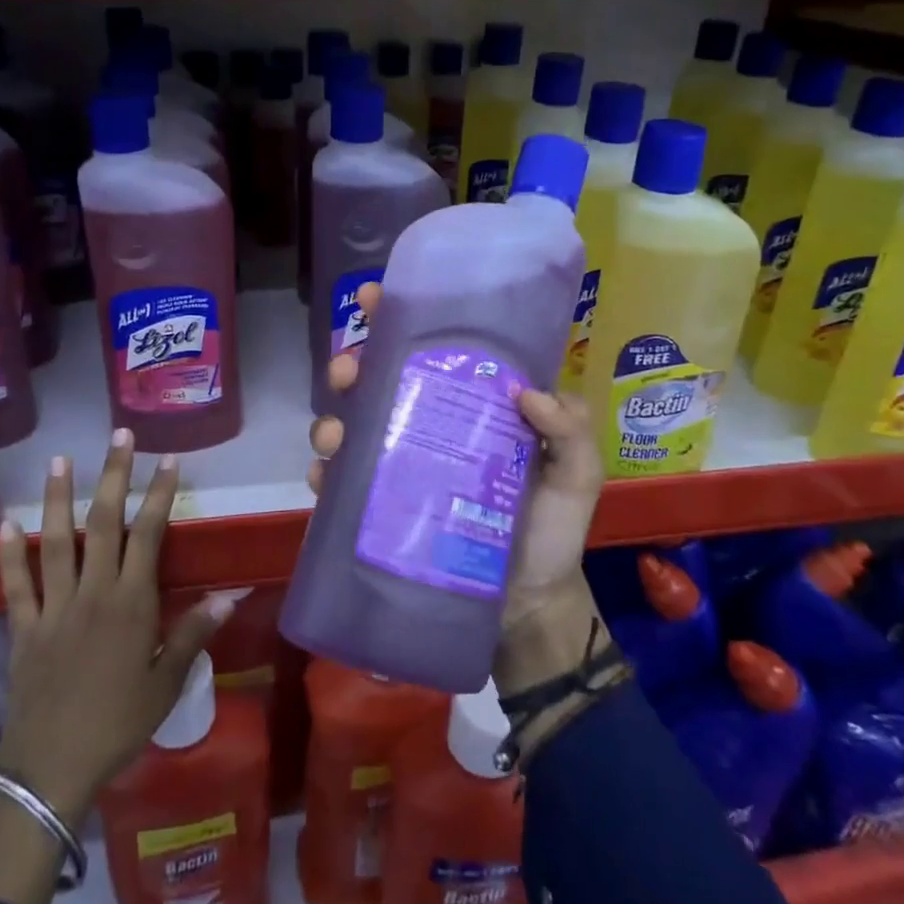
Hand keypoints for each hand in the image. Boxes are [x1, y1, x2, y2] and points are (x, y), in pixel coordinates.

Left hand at [0, 430, 234, 822]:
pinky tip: (6, 523)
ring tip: (59, 460)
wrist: (51, 768)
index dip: (160, 494)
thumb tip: (231, 595)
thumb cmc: (117, 724)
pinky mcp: (22, 627)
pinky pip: (15, 584)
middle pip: (103, 523)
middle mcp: (93, 592)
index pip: (149, 535)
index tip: (168, 460)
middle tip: (119, 436)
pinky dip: (9, 553)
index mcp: (131, 603)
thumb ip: (194, 634)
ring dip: (57, 498)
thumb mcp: (166, 684)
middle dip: (113, 475)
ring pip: (56, 541)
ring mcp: (54, 607)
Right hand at [309, 282, 607, 699]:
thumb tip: (526, 392)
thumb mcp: (578, 475)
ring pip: (354, 428)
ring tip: (333, 434)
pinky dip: (328, 476)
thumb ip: (571, 431)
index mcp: (471, 406)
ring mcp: (402, 468)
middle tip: (345, 369)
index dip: (401, 319)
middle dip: (352, 365)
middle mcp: (430, 428)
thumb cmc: (553, 531)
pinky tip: (325, 477)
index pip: (434, 352)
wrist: (528, 605)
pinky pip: (346, 486)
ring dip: (333, 421)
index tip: (374, 298)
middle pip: (380, 383)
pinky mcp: (384, 509)